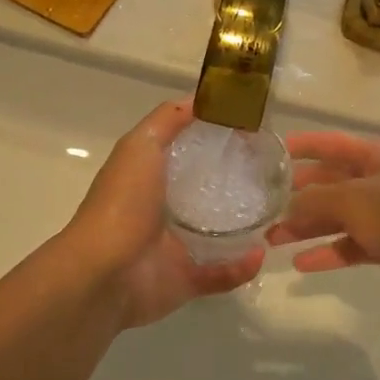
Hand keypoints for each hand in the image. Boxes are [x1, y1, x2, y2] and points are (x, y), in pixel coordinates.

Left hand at [65, 100, 264, 329]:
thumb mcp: (141, 146)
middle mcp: (161, 211)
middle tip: (270, 174)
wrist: (105, 273)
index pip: (186, 154)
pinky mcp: (185, 280)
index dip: (213, 140)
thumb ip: (167, 121)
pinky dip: (241, 267)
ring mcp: (174, 248)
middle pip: (204, 194)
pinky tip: (260, 254)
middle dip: (235, 185)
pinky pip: (221, 274)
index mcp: (150, 179)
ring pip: (217, 236)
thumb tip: (201, 98)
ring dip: (243, 229)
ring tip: (274, 214)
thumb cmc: (122, 203)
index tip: (249, 130)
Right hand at [264, 131, 379, 308]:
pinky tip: (301, 264)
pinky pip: (351, 246)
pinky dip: (328, 253)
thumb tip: (290, 205)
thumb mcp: (355, 199)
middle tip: (264, 206)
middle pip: (331, 183)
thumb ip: (317, 199)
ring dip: (307, 227)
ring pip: (337, 217)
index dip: (303, 145)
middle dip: (298, 194)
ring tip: (273, 239)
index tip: (272, 152)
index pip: (332, 144)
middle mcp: (378, 182)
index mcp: (375, 159)